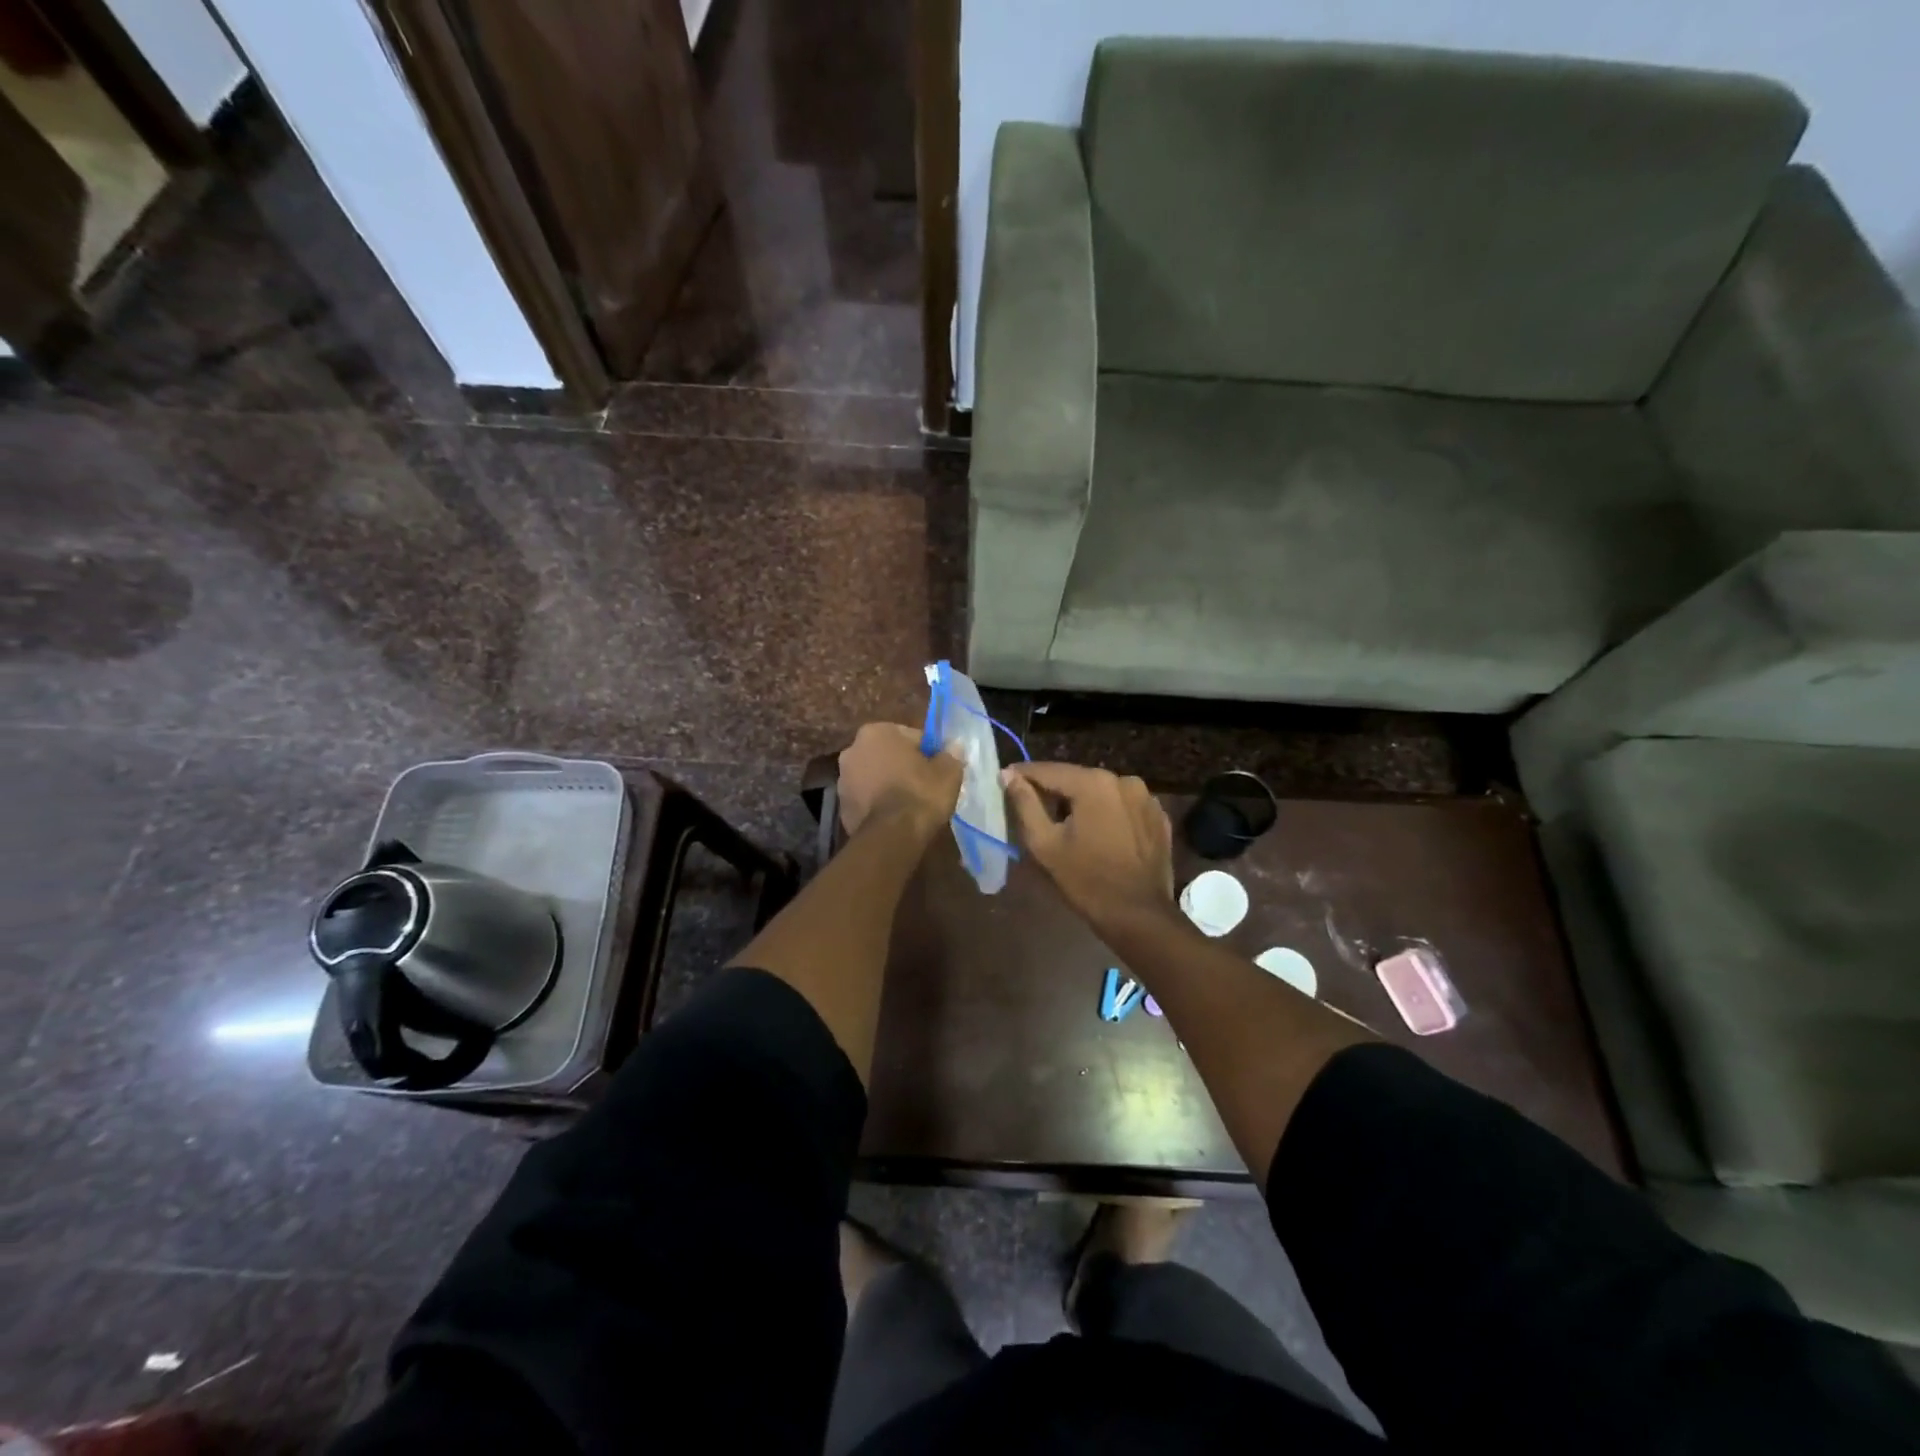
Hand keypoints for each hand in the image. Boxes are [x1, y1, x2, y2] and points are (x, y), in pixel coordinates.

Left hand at [837, 723, 961, 836]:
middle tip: (924, 785)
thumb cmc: (920, 794)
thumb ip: (950, 755)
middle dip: (903, 766)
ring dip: (887, 784)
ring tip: (909, 804)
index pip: (910, 736)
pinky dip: (877, 804)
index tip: (938, 768)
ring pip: (874, 777)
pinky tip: (895, 817)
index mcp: (877, 732)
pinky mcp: (841, 807)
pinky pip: (866, 799)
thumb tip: (953, 747)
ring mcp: (842, 780)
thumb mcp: (948, 772)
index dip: (927, 752)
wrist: (892, 836)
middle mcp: (853, 750)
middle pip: (887, 755)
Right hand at [1001, 762, 1173, 931]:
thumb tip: (1009, 775)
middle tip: (1034, 806)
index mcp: (1093, 783)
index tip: (1005, 779)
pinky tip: (1100, 834)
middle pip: (1077, 778)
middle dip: (1054, 790)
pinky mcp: (1159, 816)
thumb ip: (1024, 804)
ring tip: (1067, 823)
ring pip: (1101, 791)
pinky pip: (1123, 806)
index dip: (1023, 774)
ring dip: (1082, 801)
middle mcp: (1123, 780)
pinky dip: (1108, 813)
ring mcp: (1146, 797)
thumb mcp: (1044, 844)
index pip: (1048, 770)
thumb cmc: (1085, 880)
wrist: (1139, 916)